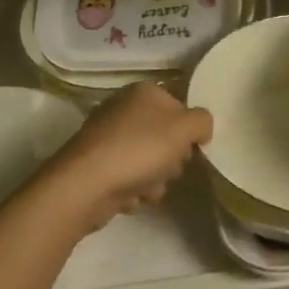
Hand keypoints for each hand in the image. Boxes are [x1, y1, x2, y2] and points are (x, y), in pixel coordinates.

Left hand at [35, 82, 211, 232]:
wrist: (85, 186)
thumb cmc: (139, 149)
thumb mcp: (184, 128)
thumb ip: (202, 121)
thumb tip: (201, 128)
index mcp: (144, 92)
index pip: (180, 108)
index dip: (188, 131)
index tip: (189, 148)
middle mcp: (124, 109)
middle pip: (165, 138)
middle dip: (170, 160)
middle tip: (166, 169)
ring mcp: (107, 138)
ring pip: (149, 162)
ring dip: (154, 181)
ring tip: (144, 187)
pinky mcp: (97, 166)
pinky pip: (128, 179)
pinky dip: (133, 190)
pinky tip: (127, 196)